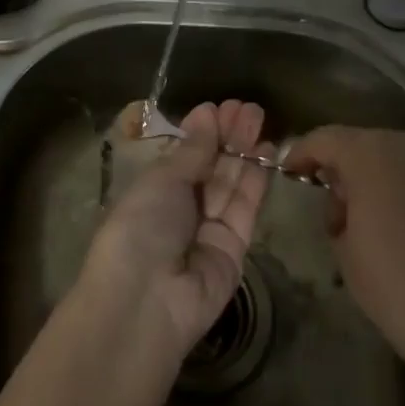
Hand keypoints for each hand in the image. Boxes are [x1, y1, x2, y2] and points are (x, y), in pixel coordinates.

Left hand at [81, 100, 270, 355]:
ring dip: (243, 150)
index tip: (217, 107)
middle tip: (246, 106)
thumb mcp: (161, 181)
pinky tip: (264, 149)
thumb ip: (191, 152)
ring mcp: (208, 230)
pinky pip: (245, 208)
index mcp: (152, 192)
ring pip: (229, 184)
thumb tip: (205, 117)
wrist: (146, 299)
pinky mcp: (235, 249)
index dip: (200, 132)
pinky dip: (254, 178)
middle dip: (226, 136)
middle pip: (209, 168)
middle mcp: (180, 210)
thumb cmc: (140, 227)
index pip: (182, 157)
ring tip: (257, 116)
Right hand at [284, 127, 404, 389]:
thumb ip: (338, 214)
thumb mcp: (346, 254)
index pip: (324, 138)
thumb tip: (350, 204)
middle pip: (366, 146)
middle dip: (346, 172)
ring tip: (378, 229)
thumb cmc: (403, 292)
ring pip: (404, 164)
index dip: (302, 154)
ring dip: (384, 185)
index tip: (291, 175)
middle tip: (337, 212)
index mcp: (372, 154)